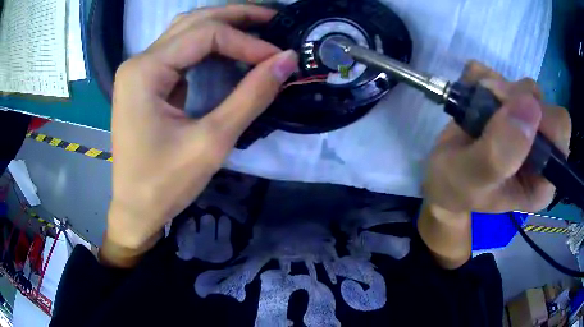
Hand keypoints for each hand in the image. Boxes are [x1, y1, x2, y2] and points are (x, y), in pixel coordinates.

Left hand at [102, 5, 297, 266]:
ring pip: (186, 31)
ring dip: (223, 24)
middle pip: (193, 21)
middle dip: (236, 16)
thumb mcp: (212, 141)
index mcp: (145, 71)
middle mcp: (139, 61)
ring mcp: (140, 71)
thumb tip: (287, 59)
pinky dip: (208, 44)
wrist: (135, 209)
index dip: (247, 42)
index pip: (205, 35)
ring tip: (257, 25)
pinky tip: (230, 46)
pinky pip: (180, 50)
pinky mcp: (146, 82)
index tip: (279, 57)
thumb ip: (251, 95)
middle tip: (274, 18)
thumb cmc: (164, 183)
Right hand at [423, 61, 571, 214]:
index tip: (505, 114)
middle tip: (487, 108)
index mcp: (543, 179)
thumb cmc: (455, 188)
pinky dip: (482, 77)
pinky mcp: (511, 106)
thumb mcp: (472, 179)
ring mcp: (528, 124)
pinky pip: (502, 75)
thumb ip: (500, 154)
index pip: (560, 130)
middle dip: (513, 98)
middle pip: (543, 102)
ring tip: (476, 107)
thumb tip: (530, 105)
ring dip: (496, 88)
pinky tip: (472, 94)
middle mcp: (543, 150)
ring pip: (524, 87)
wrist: (443, 178)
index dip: (536, 115)